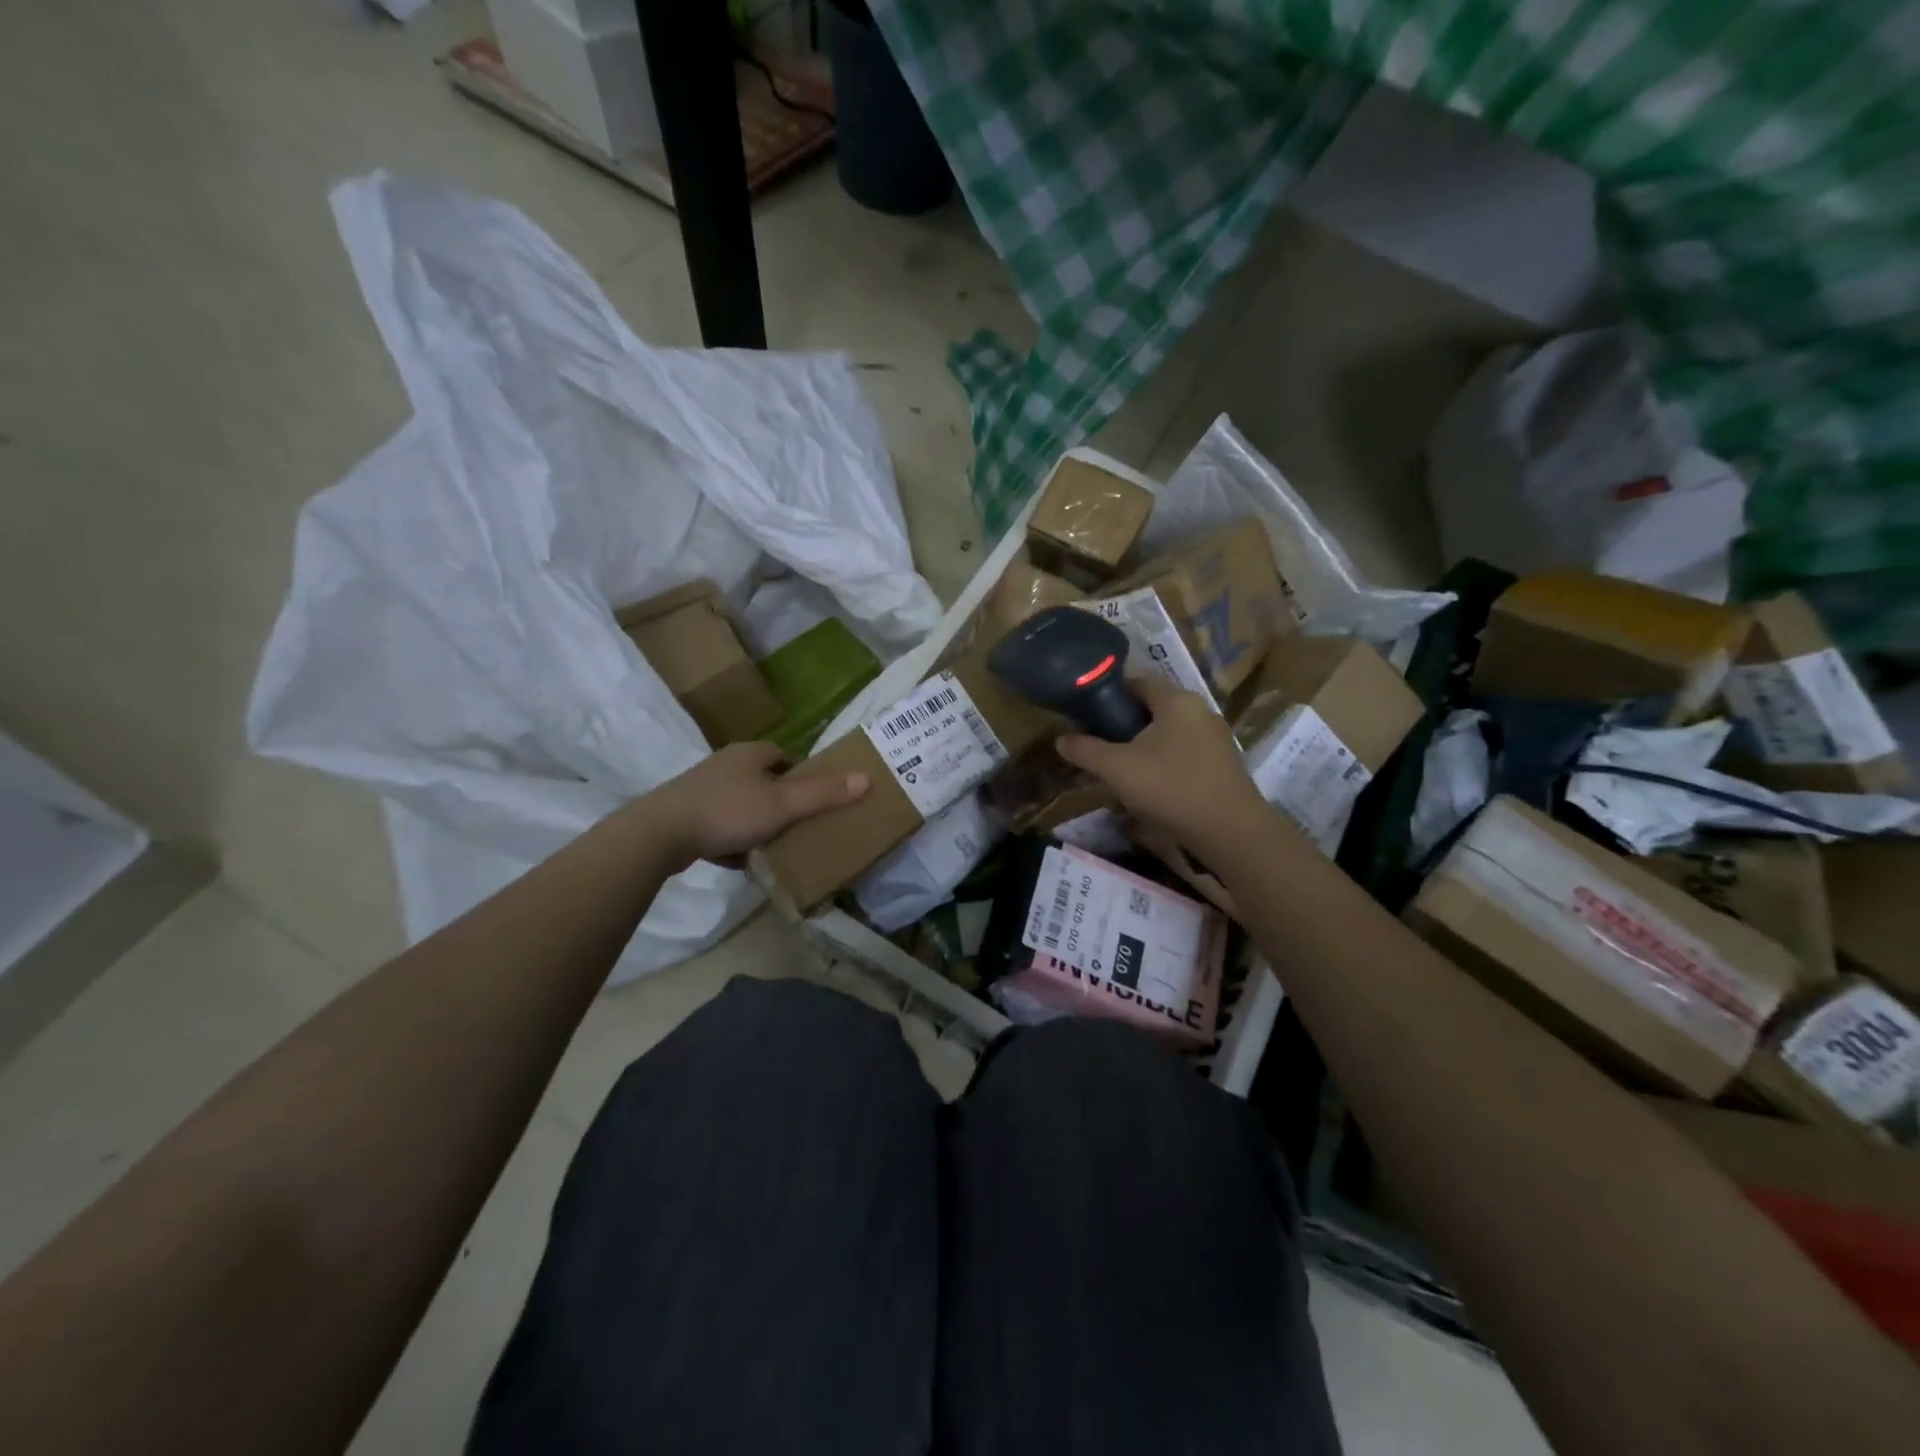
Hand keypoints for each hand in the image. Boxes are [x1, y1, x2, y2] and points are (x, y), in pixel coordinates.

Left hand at [648, 742, 868, 869]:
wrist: (660, 834)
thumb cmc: (728, 811)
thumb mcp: (783, 805)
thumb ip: (823, 794)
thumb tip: (866, 778)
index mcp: (750, 754)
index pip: (784, 755)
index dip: (803, 774)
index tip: (816, 798)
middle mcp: (726, 764)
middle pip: (764, 780)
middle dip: (781, 801)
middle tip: (800, 824)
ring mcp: (702, 789)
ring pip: (742, 804)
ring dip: (757, 822)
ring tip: (775, 845)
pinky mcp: (686, 814)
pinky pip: (721, 825)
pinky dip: (733, 839)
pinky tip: (742, 860)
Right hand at [1055, 675, 1264, 851]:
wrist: (1230, 832)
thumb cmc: (1171, 788)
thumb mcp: (1117, 769)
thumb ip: (1086, 750)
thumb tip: (1060, 739)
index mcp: (1177, 700)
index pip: (1137, 682)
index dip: (1109, 694)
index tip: (1086, 714)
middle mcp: (1200, 711)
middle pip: (1153, 708)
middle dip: (1123, 723)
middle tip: (1097, 744)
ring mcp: (1215, 738)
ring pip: (1168, 733)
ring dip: (1142, 746)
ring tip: (1118, 768)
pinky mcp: (1222, 765)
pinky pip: (1183, 753)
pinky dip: (1163, 762)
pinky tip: (1149, 786)